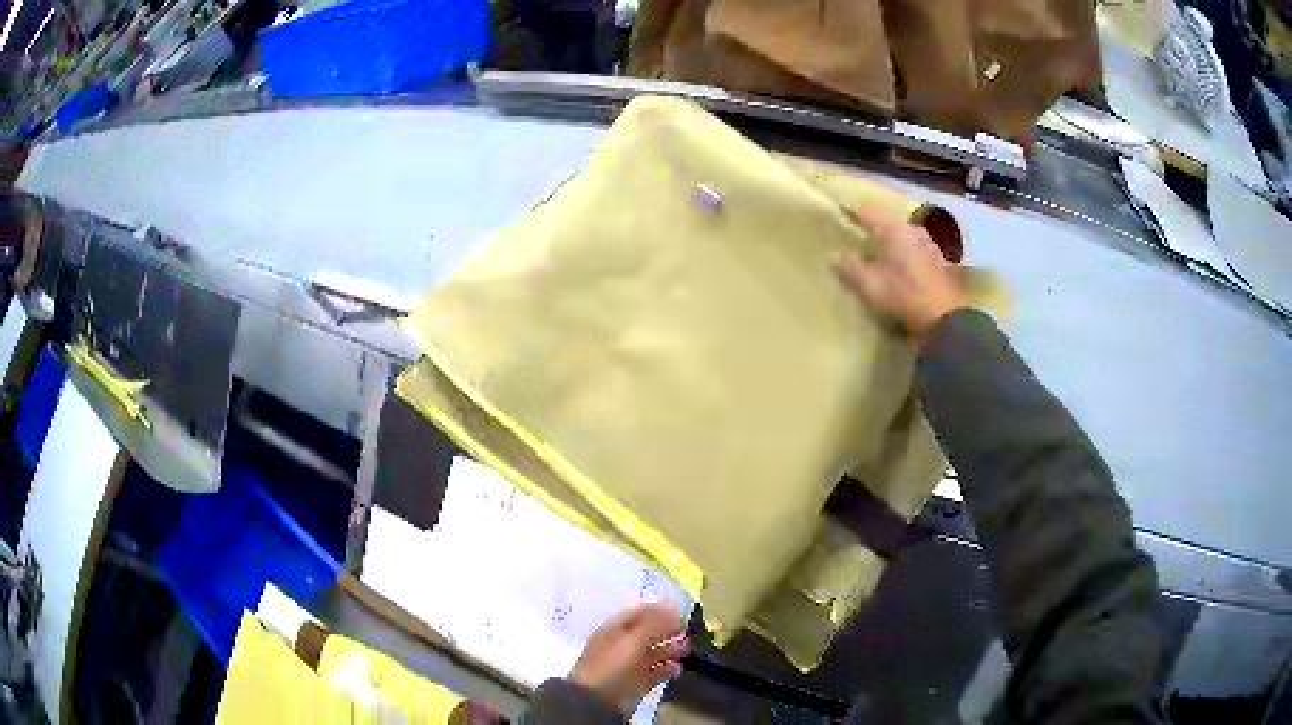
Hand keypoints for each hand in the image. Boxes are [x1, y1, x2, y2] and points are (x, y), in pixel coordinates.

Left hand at [569, 603, 688, 710]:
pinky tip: (676, 668)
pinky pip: (653, 673)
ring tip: (686, 649)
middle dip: (667, 631)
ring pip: (651, 654)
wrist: (597, 700)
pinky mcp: (634, 684)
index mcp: (612, 631)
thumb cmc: (612, 665)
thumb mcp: (633, 640)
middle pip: (646, 634)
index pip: (636, 614)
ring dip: (669, 650)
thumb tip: (673, 609)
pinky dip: (665, 669)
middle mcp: (619, 646)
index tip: (679, 611)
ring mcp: (626, 666)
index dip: (658, 611)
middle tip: (686, 631)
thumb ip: (654, 624)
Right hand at [832, 206, 966, 342]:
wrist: (945, 319)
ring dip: (888, 244)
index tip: (836, 215)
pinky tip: (897, 270)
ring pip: (901, 237)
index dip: (849, 212)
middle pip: (886, 224)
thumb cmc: (903, 295)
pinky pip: (913, 251)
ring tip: (875, 257)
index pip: (865, 212)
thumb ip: (850, 267)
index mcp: (894, 227)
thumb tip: (834, 255)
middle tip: (855, 241)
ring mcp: (929, 244)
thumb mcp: (870, 284)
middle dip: (871, 231)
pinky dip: (903, 256)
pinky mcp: (939, 262)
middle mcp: (913, 229)